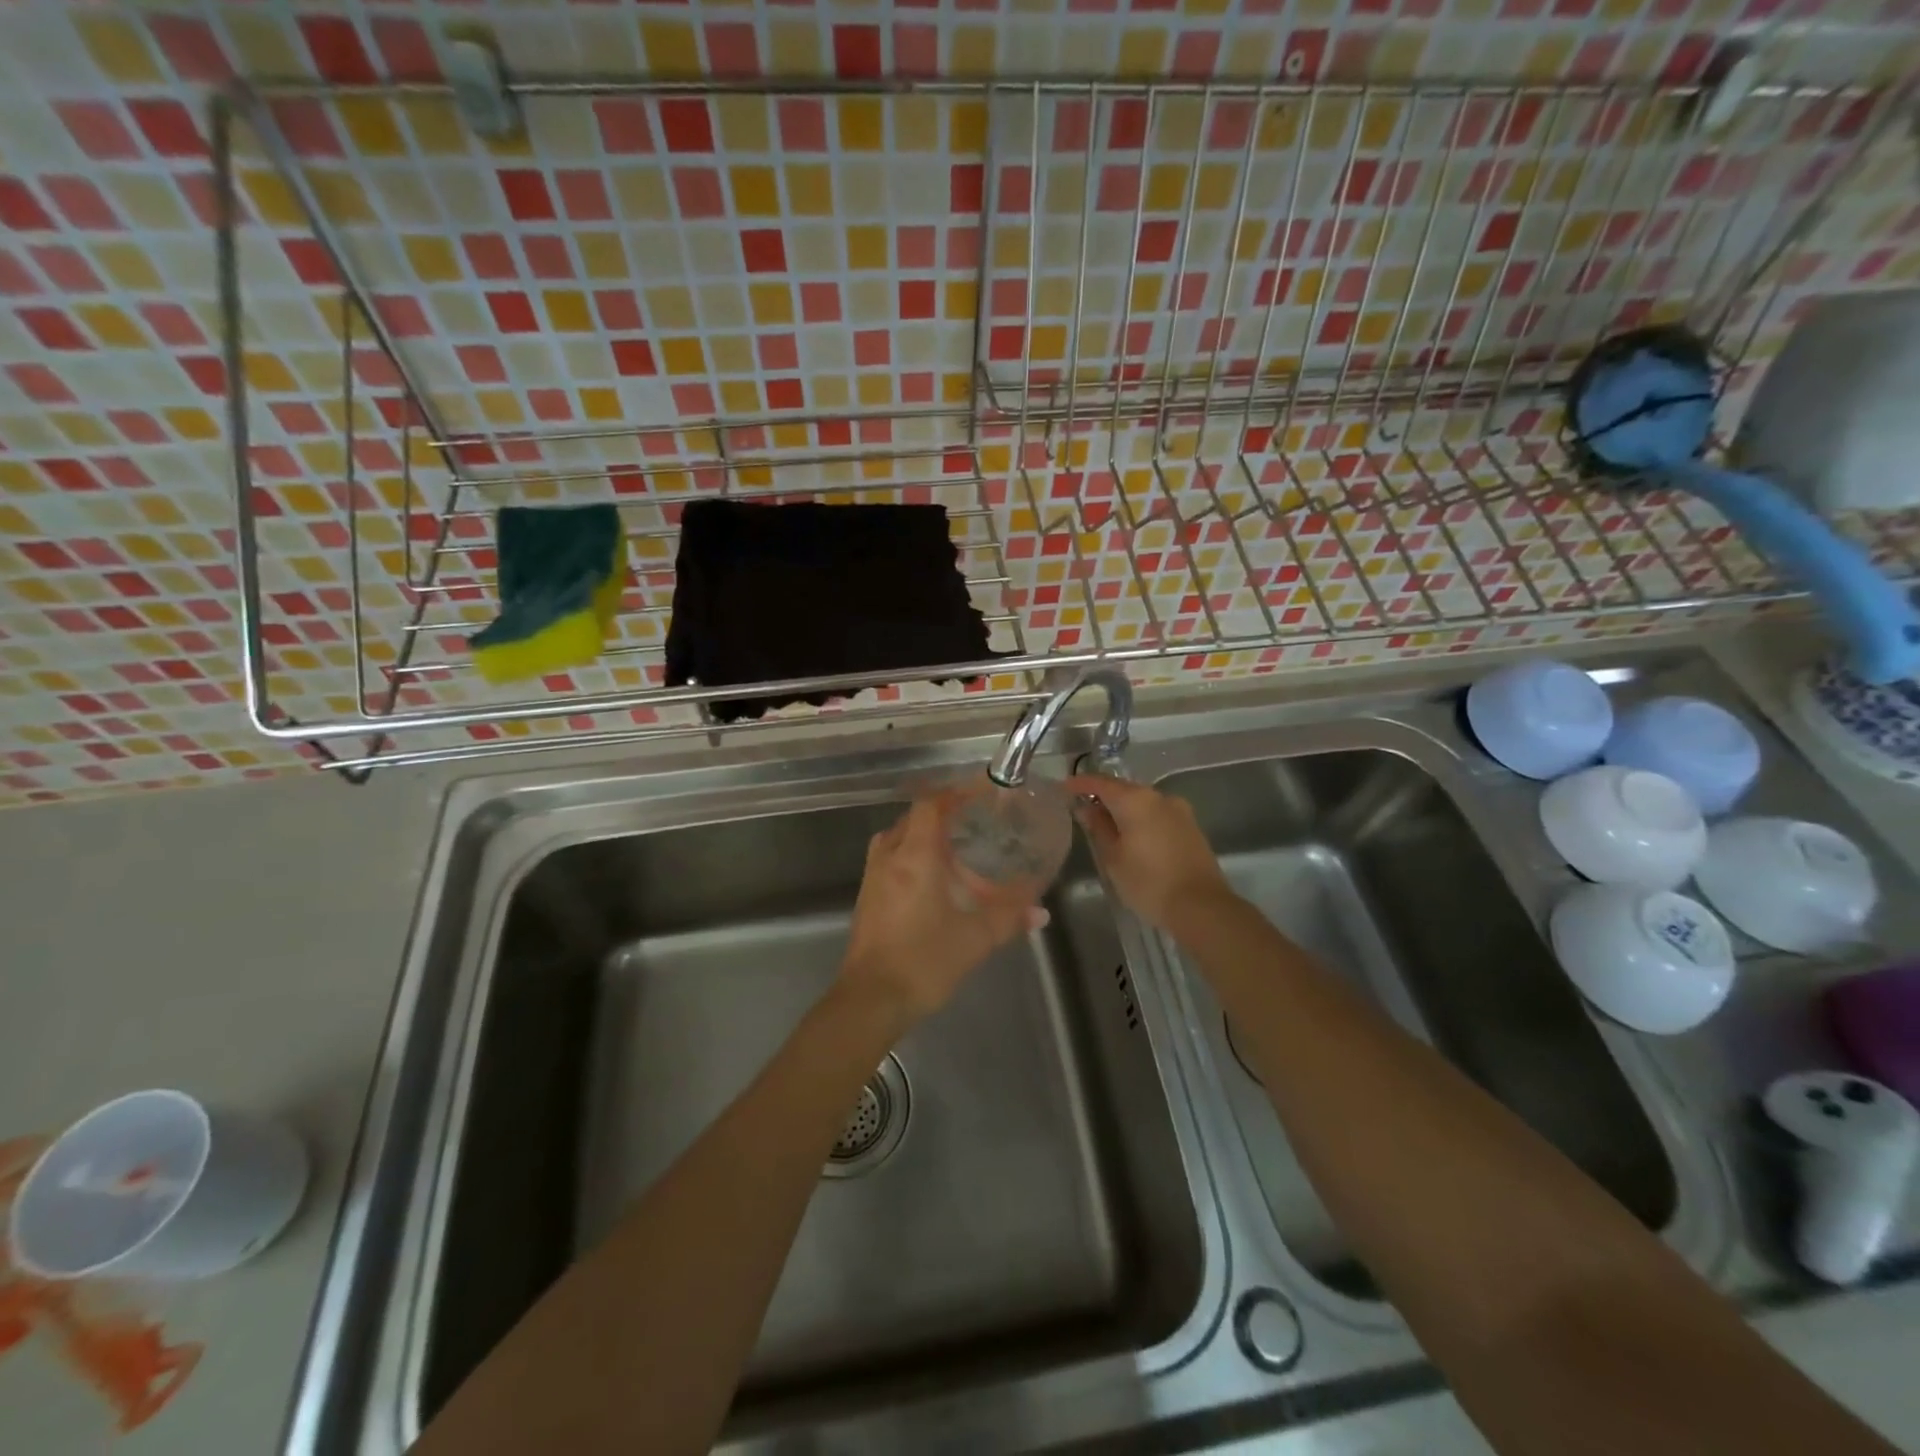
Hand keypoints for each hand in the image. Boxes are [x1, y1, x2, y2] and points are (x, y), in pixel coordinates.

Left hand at [839, 792, 1048, 1026]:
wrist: (870, 999)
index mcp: (915, 856)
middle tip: (973, 821)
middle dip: (942, 814)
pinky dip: (912, 857)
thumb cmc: (923, 961)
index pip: (931, 804)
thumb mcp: (974, 939)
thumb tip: (1041, 911)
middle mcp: (889, 857)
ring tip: (954, 849)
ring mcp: (873, 877)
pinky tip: (933, 881)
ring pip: (899, 838)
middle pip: (914, 818)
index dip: (955, 792)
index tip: (980, 791)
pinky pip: (890, 860)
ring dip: (924, 836)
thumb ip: (1008, 918)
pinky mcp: (867, 897)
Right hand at [1066, 774, 1233, 930]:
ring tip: (1105, 824)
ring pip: (1142, 801)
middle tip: (1081, 808)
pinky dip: (1141, 818)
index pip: (1100, 783)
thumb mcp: (1113, 858)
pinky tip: (1132, 835)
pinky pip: (1157, 814)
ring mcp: (1179, 810)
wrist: (1202, 906)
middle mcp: (1159, 796)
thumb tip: (1086, 808)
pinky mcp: (1190, 826)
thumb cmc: (1149, 883)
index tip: (1063, 788)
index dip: (1079, 784)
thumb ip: (1098, 828)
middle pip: (1123, 789)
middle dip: (1102, 796)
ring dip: (1123, 808)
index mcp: (1135, 800)